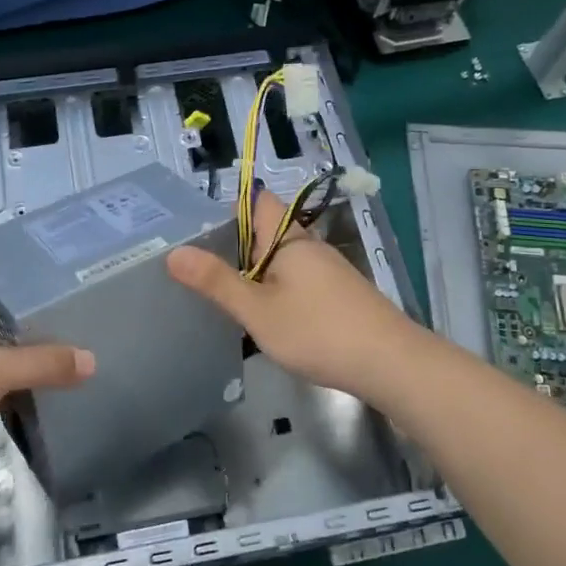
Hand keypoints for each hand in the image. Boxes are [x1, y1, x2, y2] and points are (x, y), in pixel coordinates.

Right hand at [167, 187, 423, 405]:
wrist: (390, 364)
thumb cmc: (318, 331)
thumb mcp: (258, 310)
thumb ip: (217, 282)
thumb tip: (174, 253)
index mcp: (289, 239)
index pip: (258, 201)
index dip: (229, 207)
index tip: (198, 229)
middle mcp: (309, 247)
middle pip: (266, 231)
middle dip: (235, 244)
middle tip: (197, 266)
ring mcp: (328, 272)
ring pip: (282, 260)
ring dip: (255, 271)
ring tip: (222, 293)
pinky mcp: (338, 296)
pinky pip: (297, 281)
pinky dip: (276, 290)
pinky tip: (264, 317)